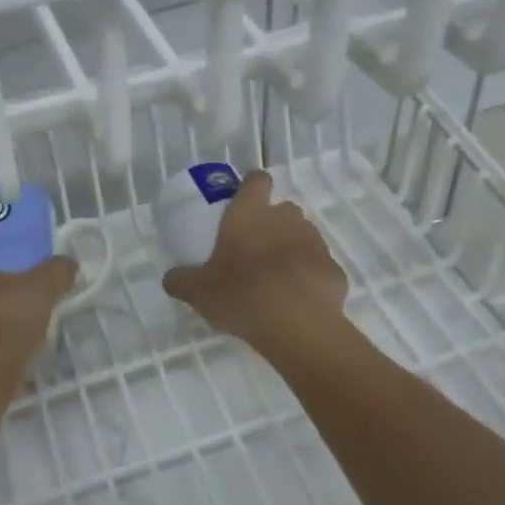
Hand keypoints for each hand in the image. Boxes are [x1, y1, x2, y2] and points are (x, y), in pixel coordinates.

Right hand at [161, 170, 348, 358]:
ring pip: (303, 236)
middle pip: (282, 209)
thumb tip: (170, 278)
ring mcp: (315, 241)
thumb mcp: (198, 291)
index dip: (252, 185)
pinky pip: (319, 267)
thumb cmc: (241, 294)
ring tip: (277, 278)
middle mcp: (285, 218)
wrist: (296, 324)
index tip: (244, 199)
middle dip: (272, 223)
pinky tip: (299, 300)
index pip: (257, 180)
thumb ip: (181, 280)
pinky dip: (310, 277)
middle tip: (255, 249)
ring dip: (292, 249)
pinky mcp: (334, 268)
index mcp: (249, 213)